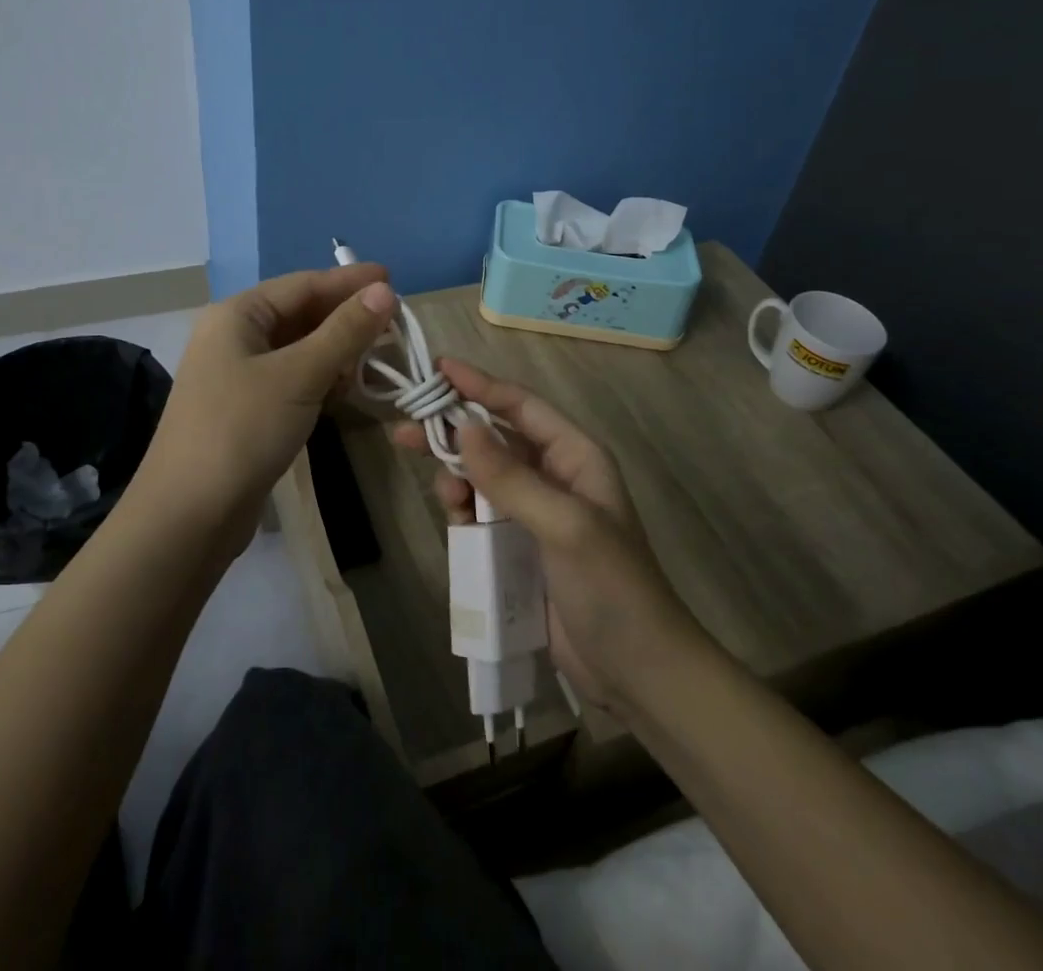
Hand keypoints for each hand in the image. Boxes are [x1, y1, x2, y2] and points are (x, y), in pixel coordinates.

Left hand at [136, 264, 394, 554]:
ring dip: (338, 349)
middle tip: (395, 322)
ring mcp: (238, 375)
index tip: (394, 279)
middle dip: (347, 317)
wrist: (188, 516)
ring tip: (381, 354)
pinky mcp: (247, 409)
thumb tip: (385, 290)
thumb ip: (344, 331)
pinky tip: (349, 387)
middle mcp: (234, 337)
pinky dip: (323, 377)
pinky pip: (293, 378)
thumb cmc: (242, 430)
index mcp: (237, 315)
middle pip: (301, 314)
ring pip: (299, 348)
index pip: (303, 284)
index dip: (350, 281)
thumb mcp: (299, 375)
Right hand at [392, 358, 698, 711]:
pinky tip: (454, 520)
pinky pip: (481, 513)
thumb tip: (462, 426)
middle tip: (405, 430)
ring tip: (444, 494)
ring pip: (483, 476)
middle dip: (454, 431)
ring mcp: (535, 512)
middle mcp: (554, 475)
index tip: (437, 370)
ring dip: (457, 476)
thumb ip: (510, 477)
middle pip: (494, 438)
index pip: (521, 406)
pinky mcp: (519, 546)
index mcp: (575, 455)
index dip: (479, 385)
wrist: (637, 671)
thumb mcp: (564, 525)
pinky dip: (463, 510)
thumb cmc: (611, 587)